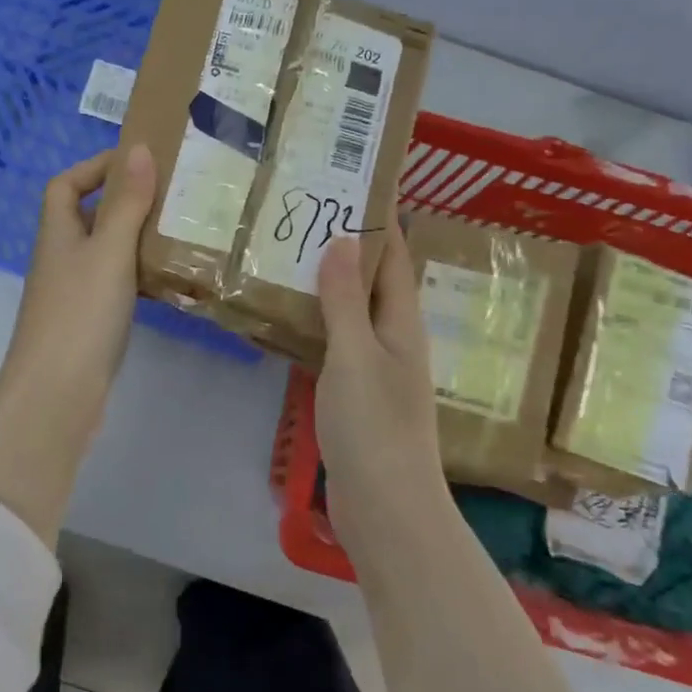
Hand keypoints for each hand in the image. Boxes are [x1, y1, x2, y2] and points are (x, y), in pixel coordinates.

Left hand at [0, 144, 156, 444]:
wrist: (57, 392)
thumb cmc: (81, 313)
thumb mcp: (109, 250)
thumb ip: (126, 202)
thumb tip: (138, 149)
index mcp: (58, 232)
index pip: (66, 184)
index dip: (95, 166)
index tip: (137, 161)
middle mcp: (62, 257)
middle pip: (89, 216)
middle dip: (125, 200)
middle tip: (172, 194)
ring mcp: (74, 292)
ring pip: (106, 251)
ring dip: (136, 238)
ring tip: (180, 230)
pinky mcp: (89, 322)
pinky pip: (116, 284)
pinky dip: (139, 275)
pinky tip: (169, 279)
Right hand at [315, 222, 444, 538]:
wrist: (386, 508)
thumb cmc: (374, 426)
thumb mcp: (356, 355)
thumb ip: (345, 299)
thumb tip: (342, 238)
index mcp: (402, 323)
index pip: (394, 257)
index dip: (380, 219)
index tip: (354, 183)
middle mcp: (394, 339)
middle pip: (373, 279)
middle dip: (347, 244)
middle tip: (306, 211)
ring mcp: (376, 368)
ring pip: (353, 310)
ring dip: (329, 281)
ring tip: (290, 251)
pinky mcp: (356, 393)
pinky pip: (337, 341)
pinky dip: (318, 319)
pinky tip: (289, 314)